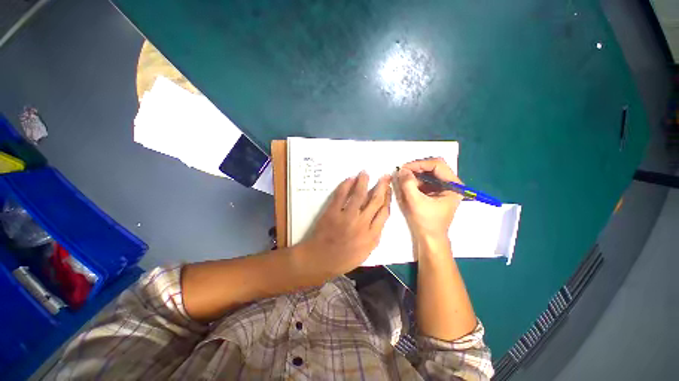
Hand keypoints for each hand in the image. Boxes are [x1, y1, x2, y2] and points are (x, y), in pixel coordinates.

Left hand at [295, 172, 391, 281]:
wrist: (319, 260)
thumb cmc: (343, 259)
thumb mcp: (365, 253)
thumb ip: (375, 237)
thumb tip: (380, 220)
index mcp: (372, 235)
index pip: (384, 212)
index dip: (388, 198)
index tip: (388, 189)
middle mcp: (362, 224)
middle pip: (375, 200)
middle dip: (381, 186)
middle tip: (385, 176)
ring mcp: (346, 217)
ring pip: (359, 195)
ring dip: (363, 181)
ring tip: (365, 172)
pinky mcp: (332, 212)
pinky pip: (341, 196)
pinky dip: (346, 185)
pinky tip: (350, 178)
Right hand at [396, 158, 462, 239]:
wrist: (429, 238)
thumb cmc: (426, 222)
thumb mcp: (415, 201)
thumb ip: (408, 183)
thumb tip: (402, 170)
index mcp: (453, 185)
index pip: (437, 165)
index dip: (419, 164)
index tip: (404, 168)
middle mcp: (450, 184)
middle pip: (432, 167)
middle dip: (416, 169)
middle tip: (402, 172)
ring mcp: (443, 188)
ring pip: (427, 174)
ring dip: (414, 175)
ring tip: (403, 180)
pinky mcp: (435, 192)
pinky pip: (424, 181)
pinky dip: (415, 182)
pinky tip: (407, 186)